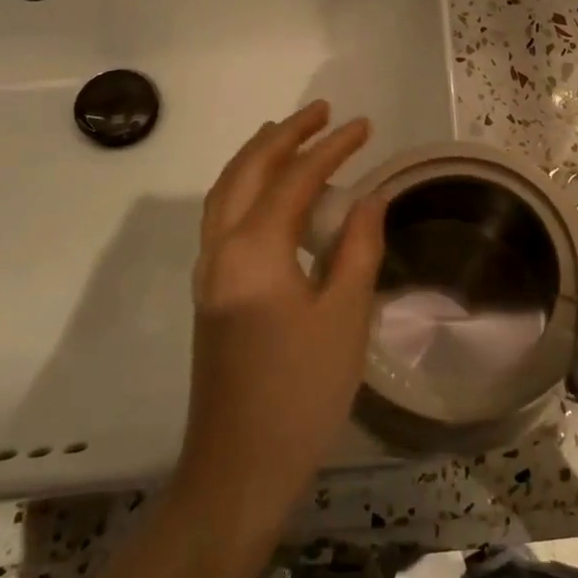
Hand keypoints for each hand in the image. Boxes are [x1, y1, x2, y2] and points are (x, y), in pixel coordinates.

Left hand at [176, 101, 386, 531]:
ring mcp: (208, 273)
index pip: (294, 180)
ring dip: (258, 157)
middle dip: (283, 136)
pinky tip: (271, 196)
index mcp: (254, 253)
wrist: (240, 466)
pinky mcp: (210, 294)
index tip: (364, 126)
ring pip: (225, 193)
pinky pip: (223, 218)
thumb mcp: (344, 318)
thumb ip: (357, 249)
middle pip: (246, 172)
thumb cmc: (301, 393)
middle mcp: (220, 251)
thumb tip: (368, 197)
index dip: (331, 148)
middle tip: (321, 111)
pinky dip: (246, 188)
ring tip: (290, 136)